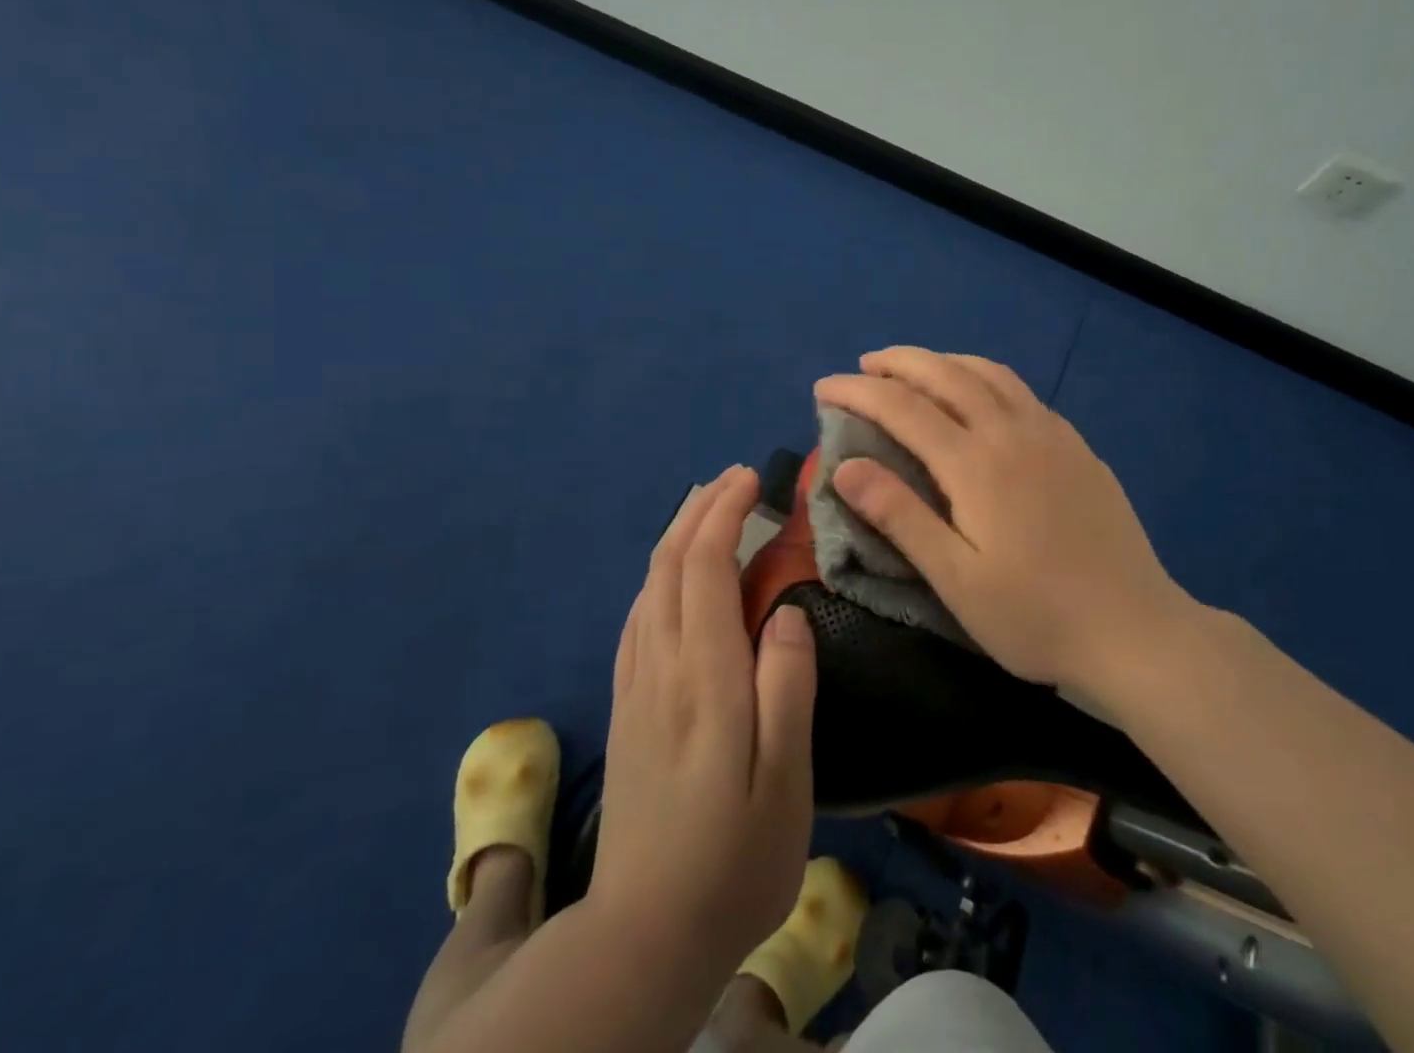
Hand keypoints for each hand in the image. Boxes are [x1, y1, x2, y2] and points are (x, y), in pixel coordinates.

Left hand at [589, 466, 816, 987]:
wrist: (643, 935)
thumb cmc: (733, 858)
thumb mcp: (785, 780)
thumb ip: (788, 687)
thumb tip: (786, 611)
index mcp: (704, 676)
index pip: (703, 567)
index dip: (723, 513)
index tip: (749, 478)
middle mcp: (660, 666)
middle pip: (668, 564)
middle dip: (698, 510)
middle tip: (733, 479)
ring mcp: (636, 686)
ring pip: (648, 586)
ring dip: (676, 536)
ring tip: (707, 509)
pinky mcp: (626, 706)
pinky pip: (639, 616)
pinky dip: (659, 575)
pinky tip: (674, 578)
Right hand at [814, 347, 1189, 691]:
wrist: (1134, 630)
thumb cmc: (1035, 616)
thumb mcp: (956, 580)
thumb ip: (900, 516)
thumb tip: (846, 466)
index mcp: (976, 463)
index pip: (902, 407)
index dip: (857, 392)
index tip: (823, 388)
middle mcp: (1012, 432)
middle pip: (946, 374)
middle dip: (899, 362)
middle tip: (864, 366)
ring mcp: (1051, 434)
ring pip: (989, 373)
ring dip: (944, 360)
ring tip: (916, 367)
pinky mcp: (1077, 446)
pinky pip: (1022, 390)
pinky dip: (985, 376)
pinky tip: (982, 395)